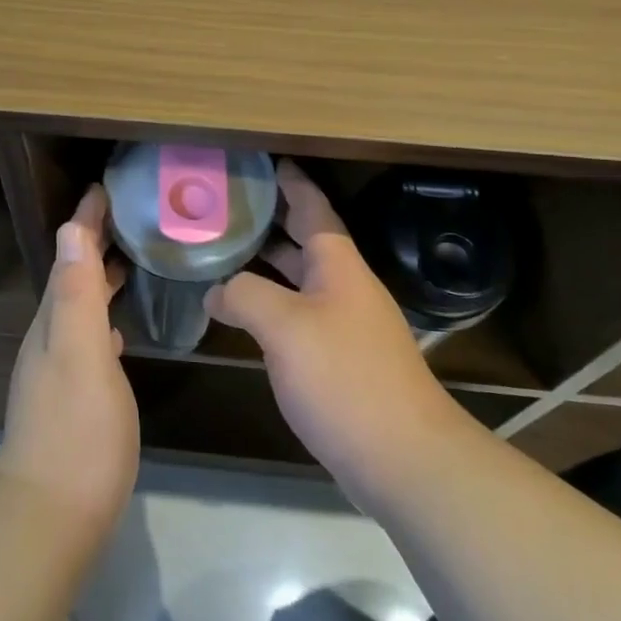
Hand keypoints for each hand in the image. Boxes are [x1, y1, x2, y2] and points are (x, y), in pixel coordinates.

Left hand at [0, 185, 139, 537]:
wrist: (51, 517)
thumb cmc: (76, 431)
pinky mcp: (71, 399)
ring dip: (100, 280)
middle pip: (73, 277)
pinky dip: (103, 319)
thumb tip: (71, 227)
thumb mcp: (80, 353)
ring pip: (79, 307)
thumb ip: (77, 292)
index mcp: (54, 320)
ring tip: (130, 264)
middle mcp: (50, 338)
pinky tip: (119, 332)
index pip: (70, 255)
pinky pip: (88, 339)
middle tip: (130, 220)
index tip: (106, 189)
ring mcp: (57, 371)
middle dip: (94, 245)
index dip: (86, 222)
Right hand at [207, 160, 464, 509]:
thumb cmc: (345, 378)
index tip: (265, 161)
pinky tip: (244, 314)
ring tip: (224, 252)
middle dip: (271, 220)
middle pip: (305, 240)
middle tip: (227, 205)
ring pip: (301, 279)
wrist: (404, 458)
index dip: (290, 182)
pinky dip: (272, 303)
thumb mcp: (284, 327)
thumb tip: (216, 290)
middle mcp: (345, 287)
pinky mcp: (343, 360)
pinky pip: (300, 315)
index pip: (313, 207)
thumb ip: (245, 295)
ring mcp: (346, 325)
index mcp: (338, 265)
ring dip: (267, 264)